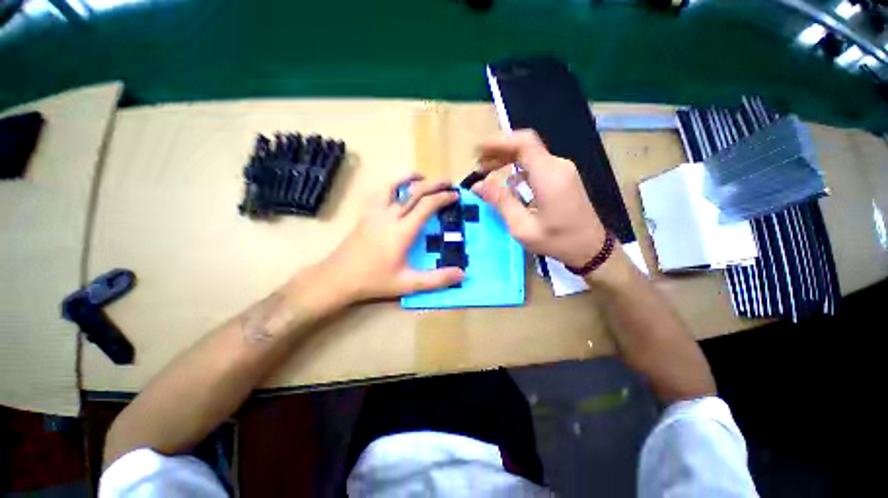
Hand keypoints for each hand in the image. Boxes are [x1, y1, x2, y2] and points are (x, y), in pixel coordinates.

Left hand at [309, 174, 464, 307]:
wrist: (337, 278)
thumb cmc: (374, 281)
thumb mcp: (408, 284)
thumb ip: (437, 280)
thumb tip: (462, 275)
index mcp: (402, 231)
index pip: (426, 206)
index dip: (443, 198)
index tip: (455, 195)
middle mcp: (389, 216)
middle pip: (414, 191)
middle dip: (434, 184)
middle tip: (448, 183)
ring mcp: (374, 212)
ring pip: (393, 185)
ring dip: (410, 177)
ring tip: (422, 176)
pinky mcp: (365, 214)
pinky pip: (379, 192)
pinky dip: (391, 184)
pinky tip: (395, 189)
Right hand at [472, 130, 607, 267]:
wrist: (591, 248)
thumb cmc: (557, 241)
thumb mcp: (522, 227)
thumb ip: (500, 202)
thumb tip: (478, 185)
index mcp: (548, 175)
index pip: (523, 143)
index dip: (498, 142)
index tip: (477, 150)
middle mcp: (557, 166)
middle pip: (524, 146)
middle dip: (498, 152)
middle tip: (478, 167)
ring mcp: (562, 170)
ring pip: (529, 156)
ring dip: (506, 161)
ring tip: (487, 173)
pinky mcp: (562, 177)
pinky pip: (536, 166)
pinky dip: (517, 170)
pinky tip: (507, 184)